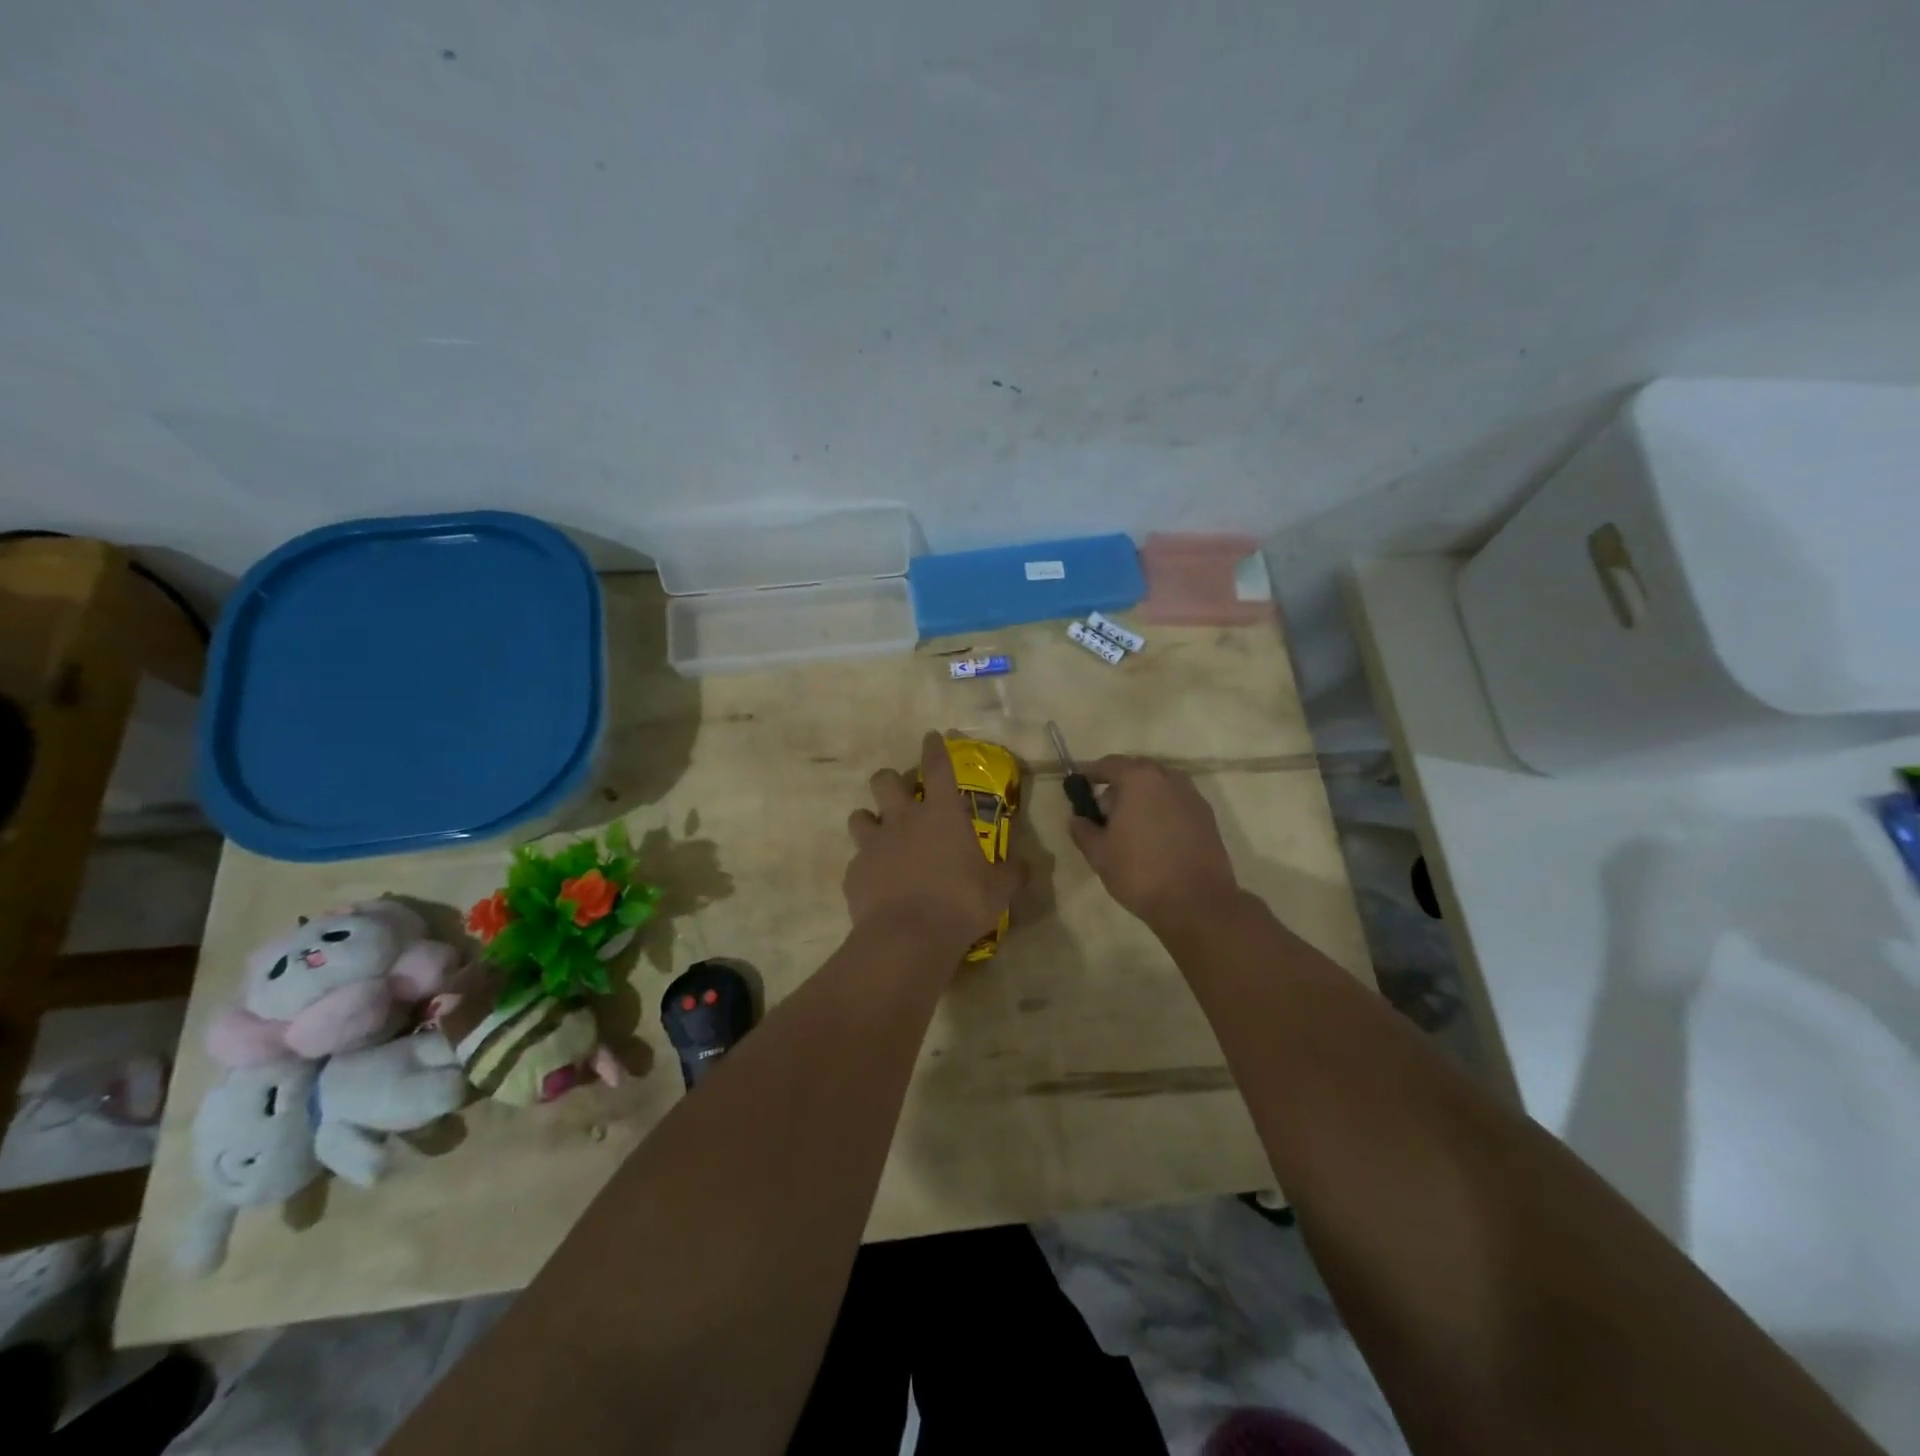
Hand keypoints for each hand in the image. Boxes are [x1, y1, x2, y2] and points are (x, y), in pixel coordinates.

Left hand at [844, 732, 1019, 956]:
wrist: (907, 937)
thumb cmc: (960, 904)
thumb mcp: (998, 890)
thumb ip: (1011, 873)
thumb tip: (1025, 866)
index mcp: (942, 815)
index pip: (938, 768)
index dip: (934, 748)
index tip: (930, 736)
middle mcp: (903, 820)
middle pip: (884, 780)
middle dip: (890, 781)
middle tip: (900, 796)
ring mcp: (874, 844)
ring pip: (859, 815)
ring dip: (869, 821)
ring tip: (880, 836)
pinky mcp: (854, 872)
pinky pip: (856, 861)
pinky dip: (866, 867)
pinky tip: (876, 884)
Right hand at [1068, 756, 1239, 931]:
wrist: (1197, 902)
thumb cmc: (1140, 872)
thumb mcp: (1099, 854)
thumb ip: (1083, 830)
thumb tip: (1077, 818)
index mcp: (1139, 779)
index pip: (1109, 764)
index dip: (1091, 772)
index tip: (1079, 783)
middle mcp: (1168, 778)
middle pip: (1137, 771)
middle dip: (1119, 785)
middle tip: (1104, 810)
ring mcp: (1192, 796)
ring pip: (1160, 786)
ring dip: (1142, 797)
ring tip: (1130, 825)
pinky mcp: (1207, 816)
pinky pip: (1176, 802)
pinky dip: (1162, 810)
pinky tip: (1154, 836)